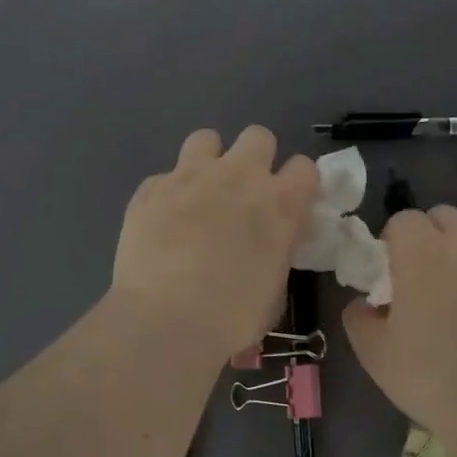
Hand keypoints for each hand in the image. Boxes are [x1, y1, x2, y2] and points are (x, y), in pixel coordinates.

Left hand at [110, 127, 319, 363]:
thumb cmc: (232, 317)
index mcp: (280, 204)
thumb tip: (270, 243)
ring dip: (210, 161)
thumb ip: (277, 251)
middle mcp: (240, 177)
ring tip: (201, 193)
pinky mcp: (152, 187)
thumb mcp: (275, 288)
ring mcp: (192, 176)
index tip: (288, 203)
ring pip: (207, 139)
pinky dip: (169, 194)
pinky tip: (162, 222)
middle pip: (258, 136)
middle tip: (243, 193)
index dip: (297, 183)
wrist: (165, 320)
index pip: (305, 167)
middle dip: (255, 158)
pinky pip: (165, 176)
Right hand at [343, 205, 456, 456]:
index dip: (392, 243)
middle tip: (422, 282)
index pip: (403, 219)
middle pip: (444, 218)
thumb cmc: (430, 377)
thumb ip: (359, 317)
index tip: (390, 277)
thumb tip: (365, 304)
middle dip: (429, 239)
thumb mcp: (374, 353)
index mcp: (424, 253)